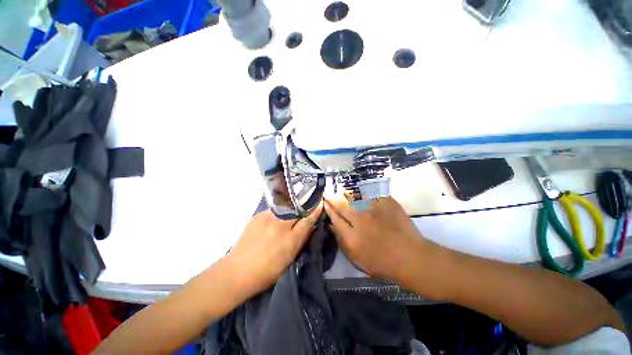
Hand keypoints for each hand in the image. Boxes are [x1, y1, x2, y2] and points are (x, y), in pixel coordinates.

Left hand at [225, 203, 323, 297]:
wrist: (236, 272)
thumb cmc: (266, 272)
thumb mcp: (289, 260)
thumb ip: (300, 241)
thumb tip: (310, 226)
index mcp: (289, 240)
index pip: (307, 221)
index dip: (315, 211)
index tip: (320, 203)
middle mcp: (279, 226)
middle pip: (297, 210)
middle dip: (303, 207)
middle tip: (306, 206)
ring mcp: (267, 219)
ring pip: (285, 207)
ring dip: (290, 209)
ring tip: (290, 212)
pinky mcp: (257, 217)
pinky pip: (273, 211)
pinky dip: (277, 213)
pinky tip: (274, 220)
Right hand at [324, 196, 427, 282]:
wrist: (410, 257)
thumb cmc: (381, 262)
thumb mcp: (356, 258)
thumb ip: (341, 241)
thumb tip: (332, 225)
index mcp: (352, 236)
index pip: (335, 218)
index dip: (328, 209)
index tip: (324, 202)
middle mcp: (360, 220)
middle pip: (342, 205)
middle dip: (333, 198)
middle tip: (329, 194)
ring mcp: (374, 210)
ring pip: (354, 196)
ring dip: (346, 193)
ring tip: (342, 191)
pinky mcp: (386, 204)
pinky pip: (371, 193)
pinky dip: (364, 192)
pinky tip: (360, 191)